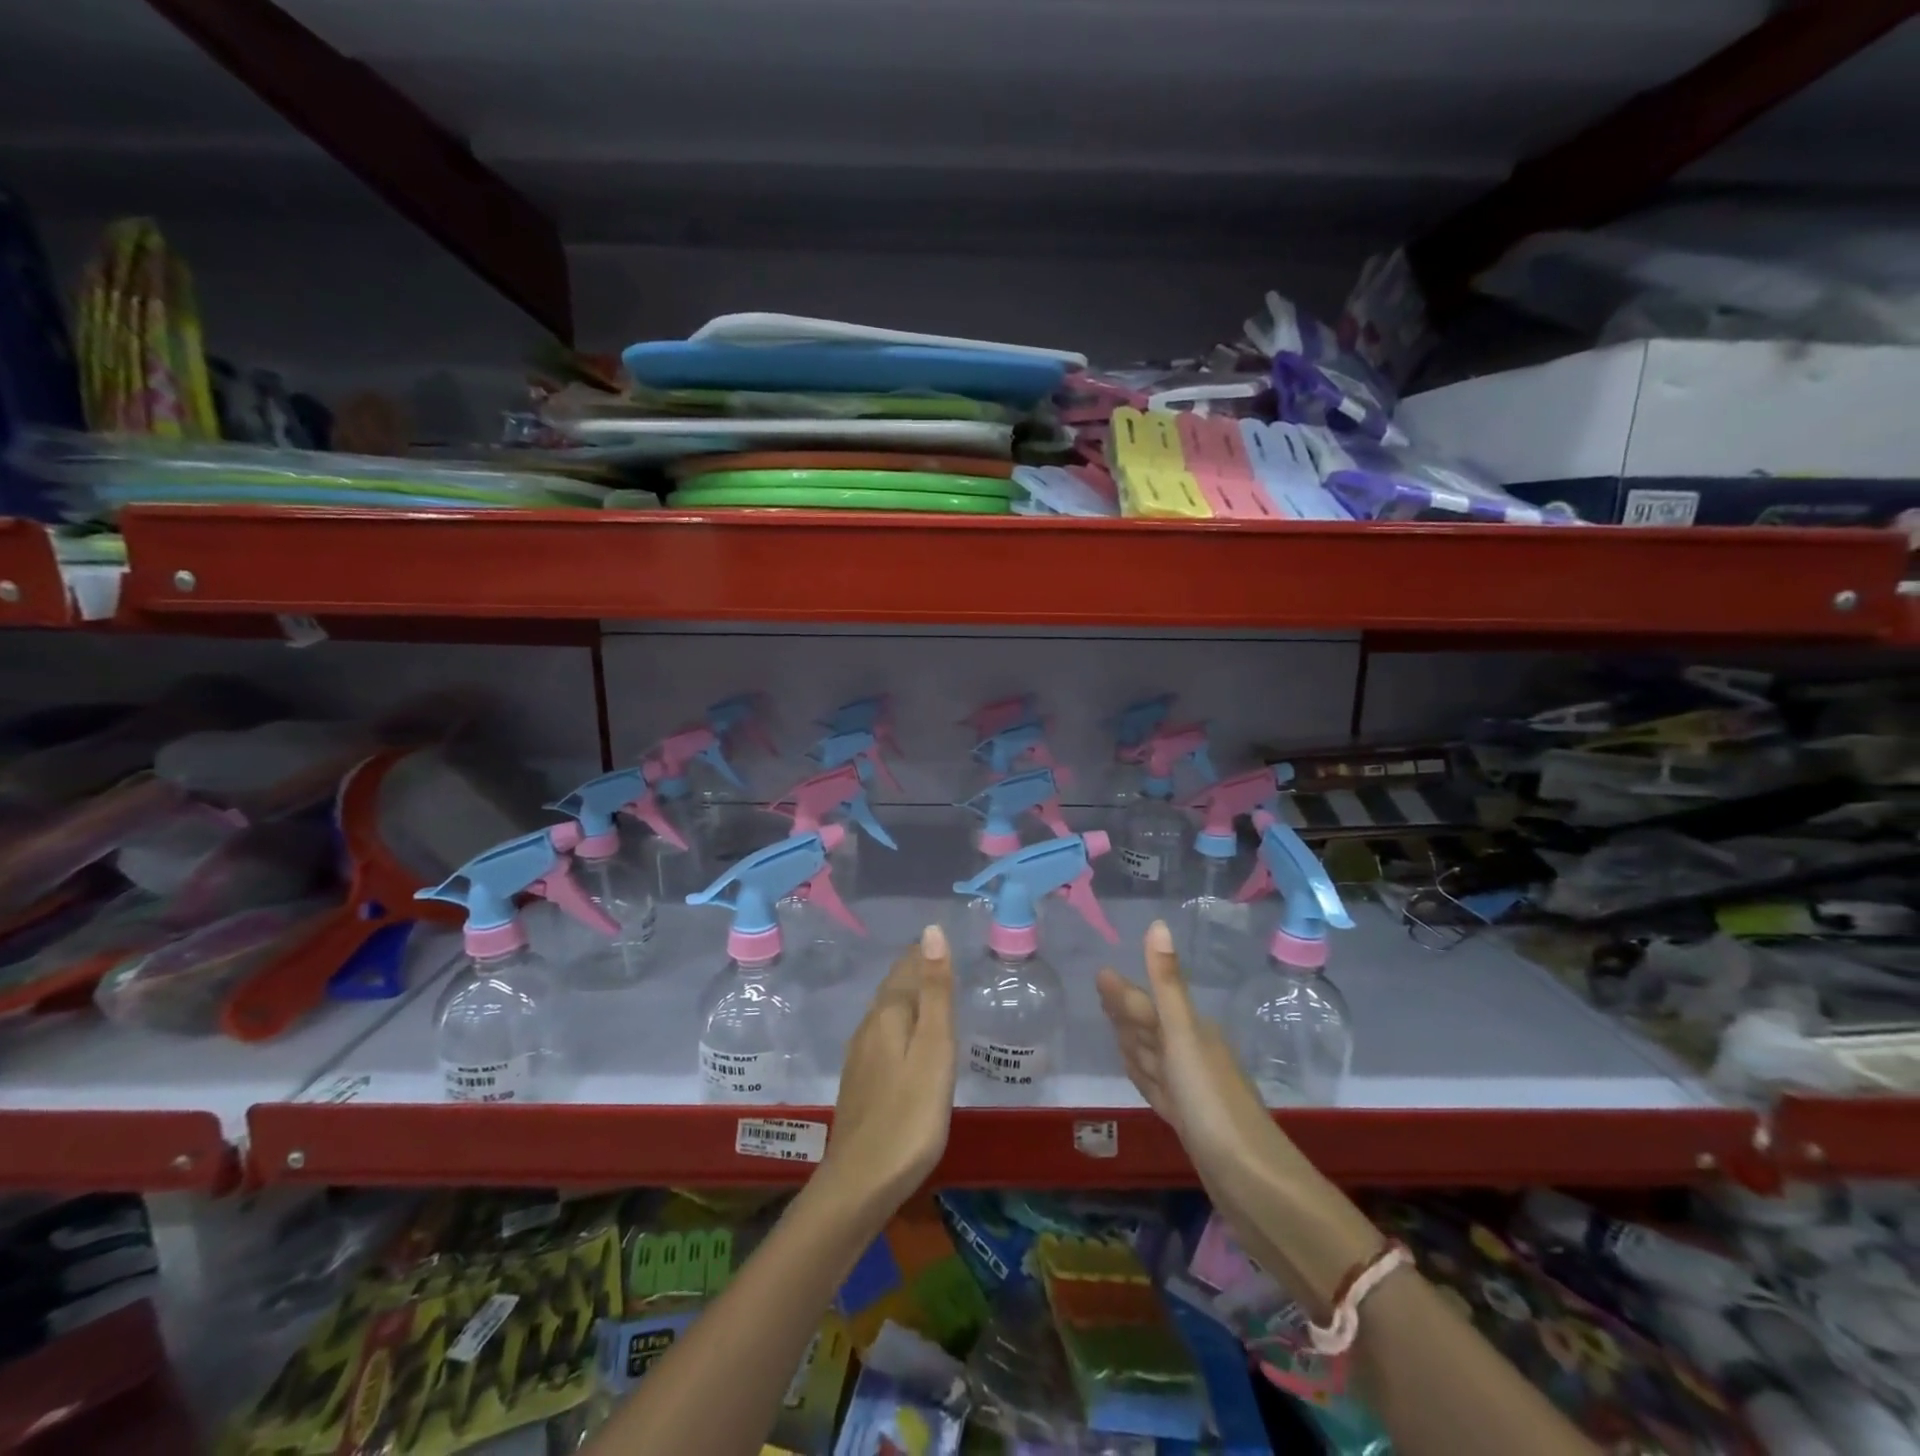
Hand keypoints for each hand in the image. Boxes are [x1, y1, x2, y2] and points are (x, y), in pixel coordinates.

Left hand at [823, 924, 955, 1208]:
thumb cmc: (910, 1114)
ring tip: (932, 993)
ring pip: (887, 1012)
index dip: (926, 954)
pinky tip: (908, 1040)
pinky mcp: (860, 1082)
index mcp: (887, 1014)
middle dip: (916, 971)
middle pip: (894, 988)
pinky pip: (883, 1035)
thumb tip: (931, 931)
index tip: (947, 941)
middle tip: (944, 961)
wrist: (861, 1182)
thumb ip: (935, 991)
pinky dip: (901, 1024)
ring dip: (908, 997)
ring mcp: (860, 1056)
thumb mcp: (934, 1049)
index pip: (907, 968)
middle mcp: (869, 1027)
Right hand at [1096, 920, 1288, 1181]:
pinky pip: (1158, 1088)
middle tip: (1101, 991)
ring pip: (1153, 1057)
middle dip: (1126, 1010)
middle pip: (1150, 1027)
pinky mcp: (1188, 1121)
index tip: (1101, 974)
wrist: (1250, 1179)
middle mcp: (1191, 1055)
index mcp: (1190, 1032)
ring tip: (1115, 1027)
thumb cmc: (1211, 1100)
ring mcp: (1190, 1090)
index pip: (1148, 1005)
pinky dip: (1145, 1077)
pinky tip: (1142, 1075)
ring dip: (1134, 1041)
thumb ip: (1167, 983)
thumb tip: (1157, 924)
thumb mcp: (1184, 1035)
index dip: (1123, 992)